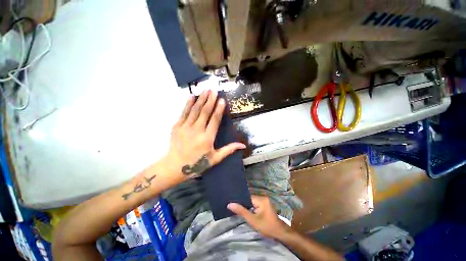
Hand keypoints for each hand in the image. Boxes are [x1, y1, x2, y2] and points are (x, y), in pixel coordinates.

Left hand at [164, 90, 245, 181]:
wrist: (175, 166)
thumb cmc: (197, 163)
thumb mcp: (215, 158)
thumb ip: (228, 150)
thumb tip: (242, 145)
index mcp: (207, 138)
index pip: (215, 120)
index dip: (219, 109)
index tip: (222, 100)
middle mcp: (197, 130)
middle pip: (205, 112)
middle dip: (210, 100)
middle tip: (214, 90)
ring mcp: (185, 127)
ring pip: (195, 110)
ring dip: (201, 99)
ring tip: (206, 90)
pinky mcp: (177, 126)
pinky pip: (184, 112)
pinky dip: (188, 104)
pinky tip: (192, 96)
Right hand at [228, 195, 290, 238]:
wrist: (280, 233)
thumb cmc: (266, 227)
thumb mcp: (252, 220)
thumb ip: (241, 211)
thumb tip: (230, 204)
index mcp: (261, 199)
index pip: (247, 197)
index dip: (240, 200)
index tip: (232, 203)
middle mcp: (263, 197)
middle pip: (249, 199)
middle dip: (243, 203)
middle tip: (234, 207)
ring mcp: (265, 200)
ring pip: (252, 201)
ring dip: (247, 206)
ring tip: (238, 209)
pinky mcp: (265, 204)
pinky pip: (255, 204)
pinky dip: (251, 207)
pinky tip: (247, 211)